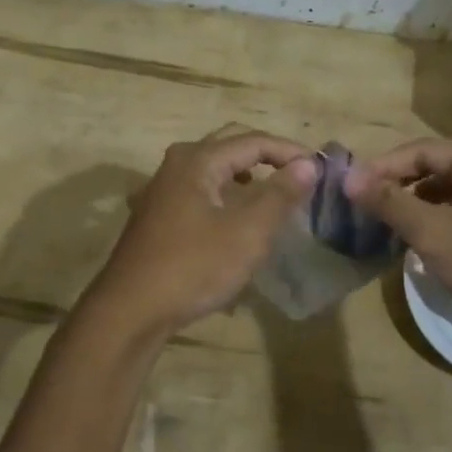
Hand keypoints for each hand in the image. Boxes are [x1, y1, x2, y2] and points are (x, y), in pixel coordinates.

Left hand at [89, 130, 318, 337]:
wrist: (131, 310)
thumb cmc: (193, 267)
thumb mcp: (247, 233)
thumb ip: (280, 195)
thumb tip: (307, 165)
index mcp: (198, 160)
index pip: (253, 140)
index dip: (290, 151)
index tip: (320, 168)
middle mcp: (176, 164)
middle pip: (230, 146)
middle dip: (267, 156)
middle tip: (299, 174)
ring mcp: (162, 190)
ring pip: (213, 169)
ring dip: (246, 175)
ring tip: (272, 193)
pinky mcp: (157, 215)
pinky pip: (199, 190)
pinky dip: (225, 194)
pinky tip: (235, 218)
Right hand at [346, 138, 451, 334]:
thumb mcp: (434, 233)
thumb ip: (390, 203)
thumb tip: (349, 178)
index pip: (421, 149)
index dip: (383, 166)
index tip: (354, 188)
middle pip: (438, 167)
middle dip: (401, 185)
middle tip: (369, 206)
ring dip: (421, 204)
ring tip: (393, 226)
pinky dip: (444, 219)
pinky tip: (430, 243)